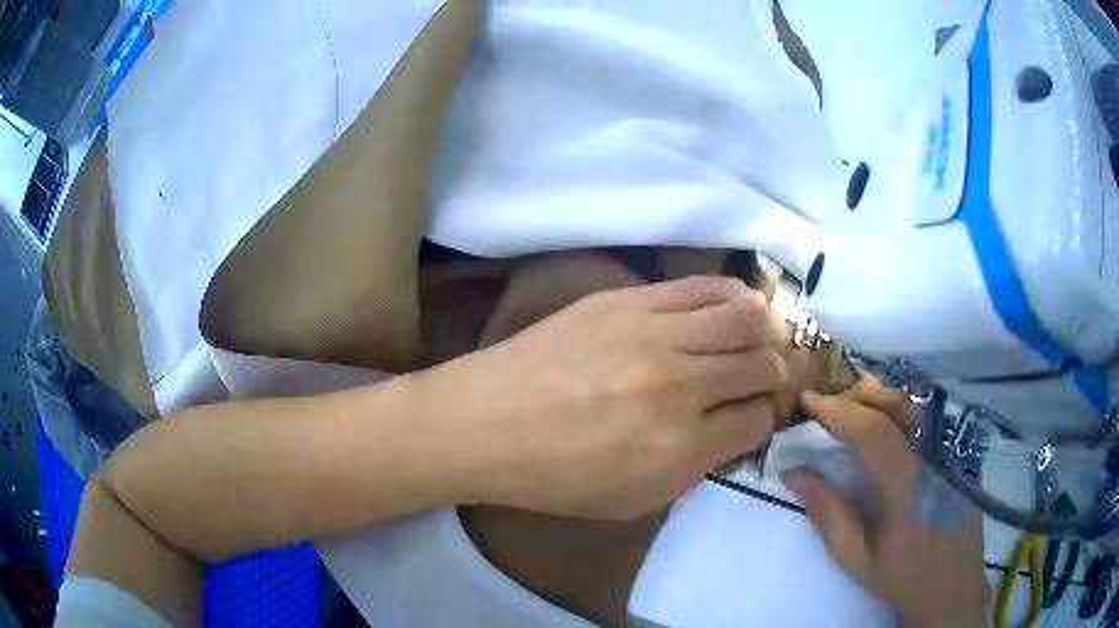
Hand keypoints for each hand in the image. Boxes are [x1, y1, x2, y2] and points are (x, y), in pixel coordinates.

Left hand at [427, 276, 786, 519]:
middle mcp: (678, 387)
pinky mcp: (628, 299)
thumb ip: (693, 469)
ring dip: (767, 329)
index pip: (757, 419)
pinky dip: (735, 294)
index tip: (756, 413)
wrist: (483, 423)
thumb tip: (733, 427)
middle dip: (776, 372)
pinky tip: (739, 304)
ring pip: (746, 316)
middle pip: (762, 364)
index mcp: (679, 449)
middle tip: (768, 375)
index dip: (763, 417)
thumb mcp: (631, 502)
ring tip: (766, 335)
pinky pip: (703, 285)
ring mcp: (653, 334)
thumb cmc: (552, 477)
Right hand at [785, 382, 987, 627]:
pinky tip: (885, 417)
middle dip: (860, 393)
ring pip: (916, 404)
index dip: (839, 410)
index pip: (872, 431)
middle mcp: (932, 457)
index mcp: (906, 485)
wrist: (951, 585)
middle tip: (829, 399)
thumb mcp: (857, 559)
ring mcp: (950, 451)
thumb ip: (829, 516)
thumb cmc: (901, 576)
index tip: (808, 399)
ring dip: (881, 395)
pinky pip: (927, 417)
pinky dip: (901, 407)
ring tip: (853, 401)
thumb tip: (794, 474)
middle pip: (898, 403)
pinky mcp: (958, 452)